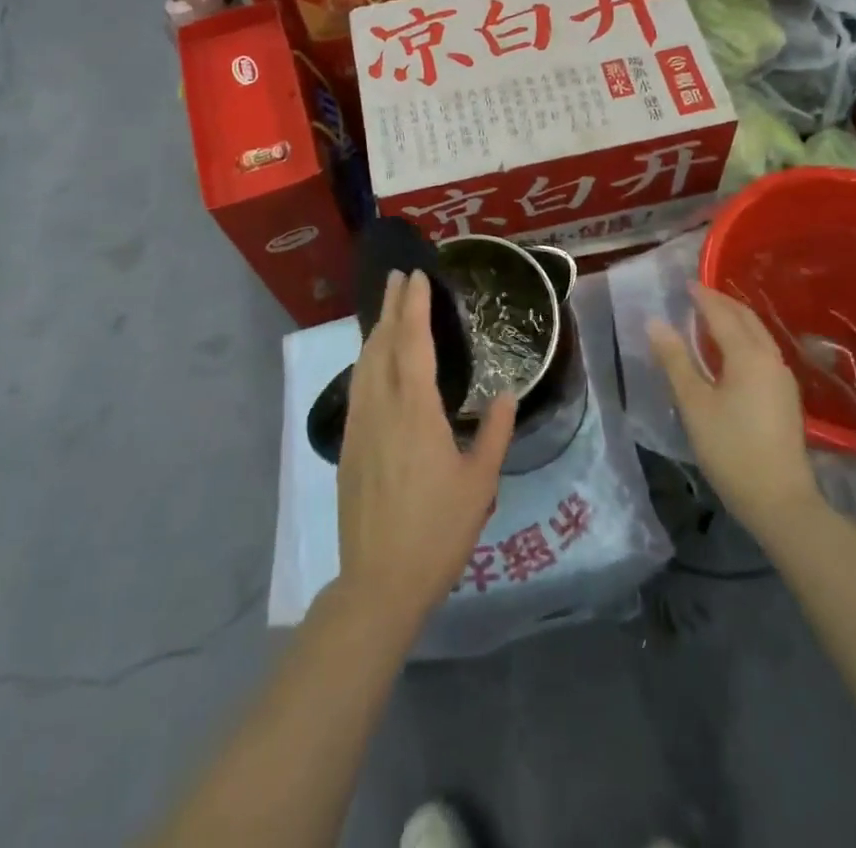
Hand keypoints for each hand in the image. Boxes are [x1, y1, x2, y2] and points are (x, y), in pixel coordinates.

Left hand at [336, 271, 516, 628]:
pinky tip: (373, 361)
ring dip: (377, 329)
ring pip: (364, 362)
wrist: (380, 580)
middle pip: (383, 343)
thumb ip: (495, 433)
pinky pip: (358, 385)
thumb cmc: (438, 530)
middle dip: (392, 306)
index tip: (417, 276)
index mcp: (415, 410)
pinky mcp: (349, 444)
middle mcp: (382, 407)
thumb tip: (506, 394)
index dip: (415, 306)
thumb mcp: (480, 483)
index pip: (412, 342)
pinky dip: (367, 359)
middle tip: (400, 276)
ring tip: (388, 309)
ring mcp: (360, 425)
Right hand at [648, 283, 818, 543]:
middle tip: (698, 293)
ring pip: (759, 335)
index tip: (685, 283)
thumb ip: (675, 360)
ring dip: (736, 320)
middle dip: (722, 302)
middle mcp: (771, 358)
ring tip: (711, 316)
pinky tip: (731, 351)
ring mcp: (783, 378)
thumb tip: (655, 322)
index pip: (722, 314)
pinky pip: (763, 351)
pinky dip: (745, 338)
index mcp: (748, 355)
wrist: (780, 500)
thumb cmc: (730, 449)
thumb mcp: (694, 404)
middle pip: (746, 319)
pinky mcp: (786, 396)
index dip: (703, 297)